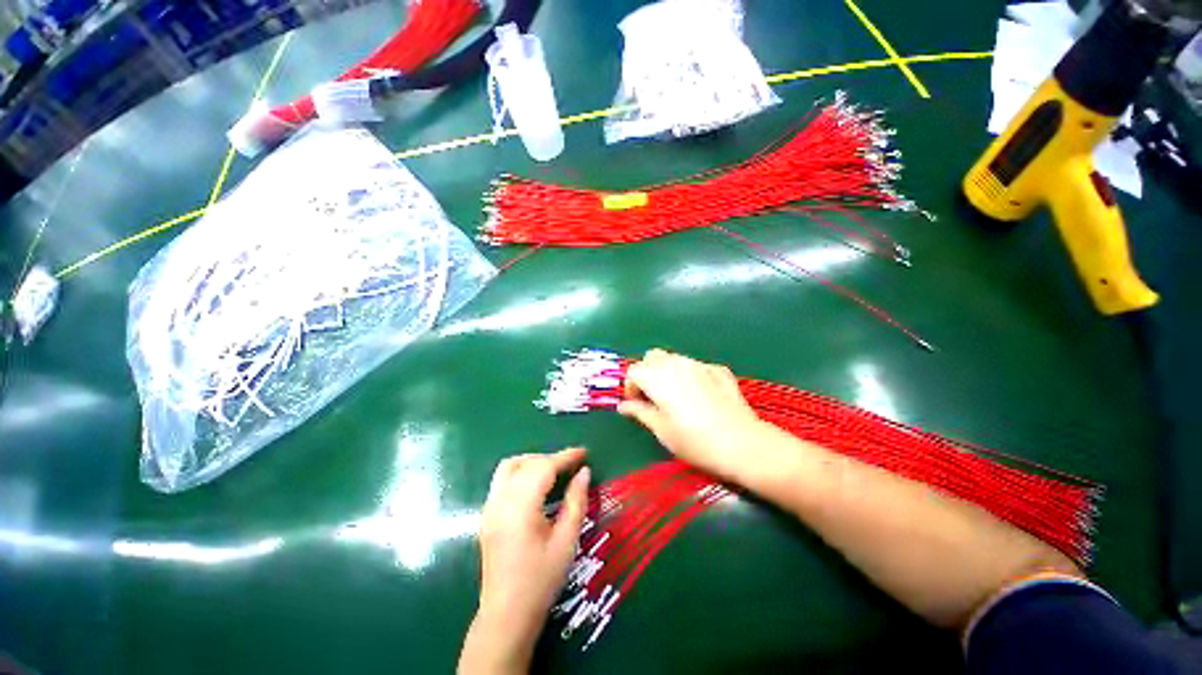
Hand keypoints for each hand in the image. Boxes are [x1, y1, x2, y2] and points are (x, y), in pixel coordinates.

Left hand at [459, 448, 590, 674]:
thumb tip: (584, 472)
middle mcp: (500, 500)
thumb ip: (576, 501)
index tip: (584, 453)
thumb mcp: (566, 540)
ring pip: (509, 467)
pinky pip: (502, 481)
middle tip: (572, 466)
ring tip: (554, 471)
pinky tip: (536, 487)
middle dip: (551, 458)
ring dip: (532, 462)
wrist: (507, 615)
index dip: (565, 457)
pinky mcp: (486, 515)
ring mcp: (489, 507)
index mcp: (520, 506)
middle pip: (526, 463)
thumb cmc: (541, 580)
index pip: (544, 467)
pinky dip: (521, 473)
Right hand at [618, 349, 768, 484]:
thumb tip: (623, 406)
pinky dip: (690, 375)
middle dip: (647, 372)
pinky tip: (700, 395)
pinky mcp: (719, 370)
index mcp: (657, 377)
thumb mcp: (661, 430)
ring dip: (668, 372)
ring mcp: (700, 364)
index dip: (631, 386)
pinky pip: (696, 366)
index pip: (634, 370)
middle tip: (653, 396)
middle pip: (652, 357)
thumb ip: (640, 412)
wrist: (742, 443)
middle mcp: (676, 364)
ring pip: (674, 359)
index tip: (637, 404)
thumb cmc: (694, 440)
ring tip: (676, 396)